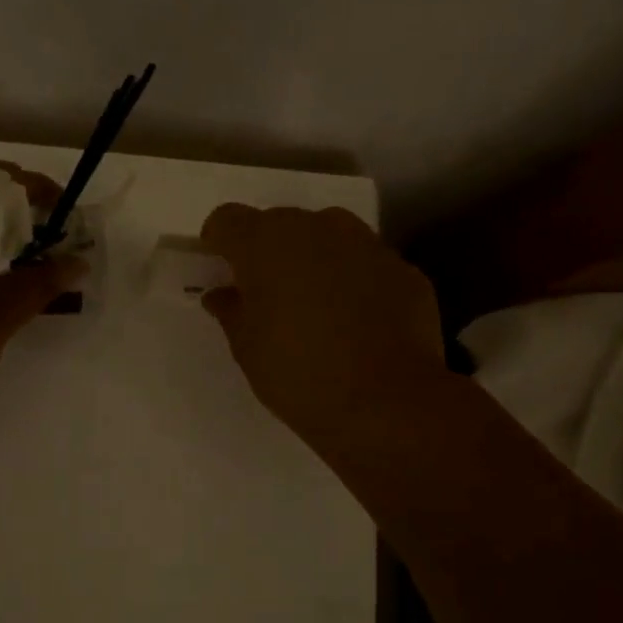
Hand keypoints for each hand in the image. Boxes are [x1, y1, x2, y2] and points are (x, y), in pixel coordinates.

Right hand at [199, 204, 450, 463]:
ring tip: (315, 306)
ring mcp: (366, 244)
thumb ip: (231, 311)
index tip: (222, 269)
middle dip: (269, 252)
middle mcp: (317, 228)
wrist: (385, 403)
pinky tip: (357, 323)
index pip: (227, 219)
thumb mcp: (247, 348)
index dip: (219, 242)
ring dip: (314, 260)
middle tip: (268, 295)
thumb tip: (223, 295)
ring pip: (328, 237)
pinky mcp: (403, 269)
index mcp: (266, 243)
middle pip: (280, 223)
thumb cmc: (298, 374)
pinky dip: (355, 282)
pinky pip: (366, 265)